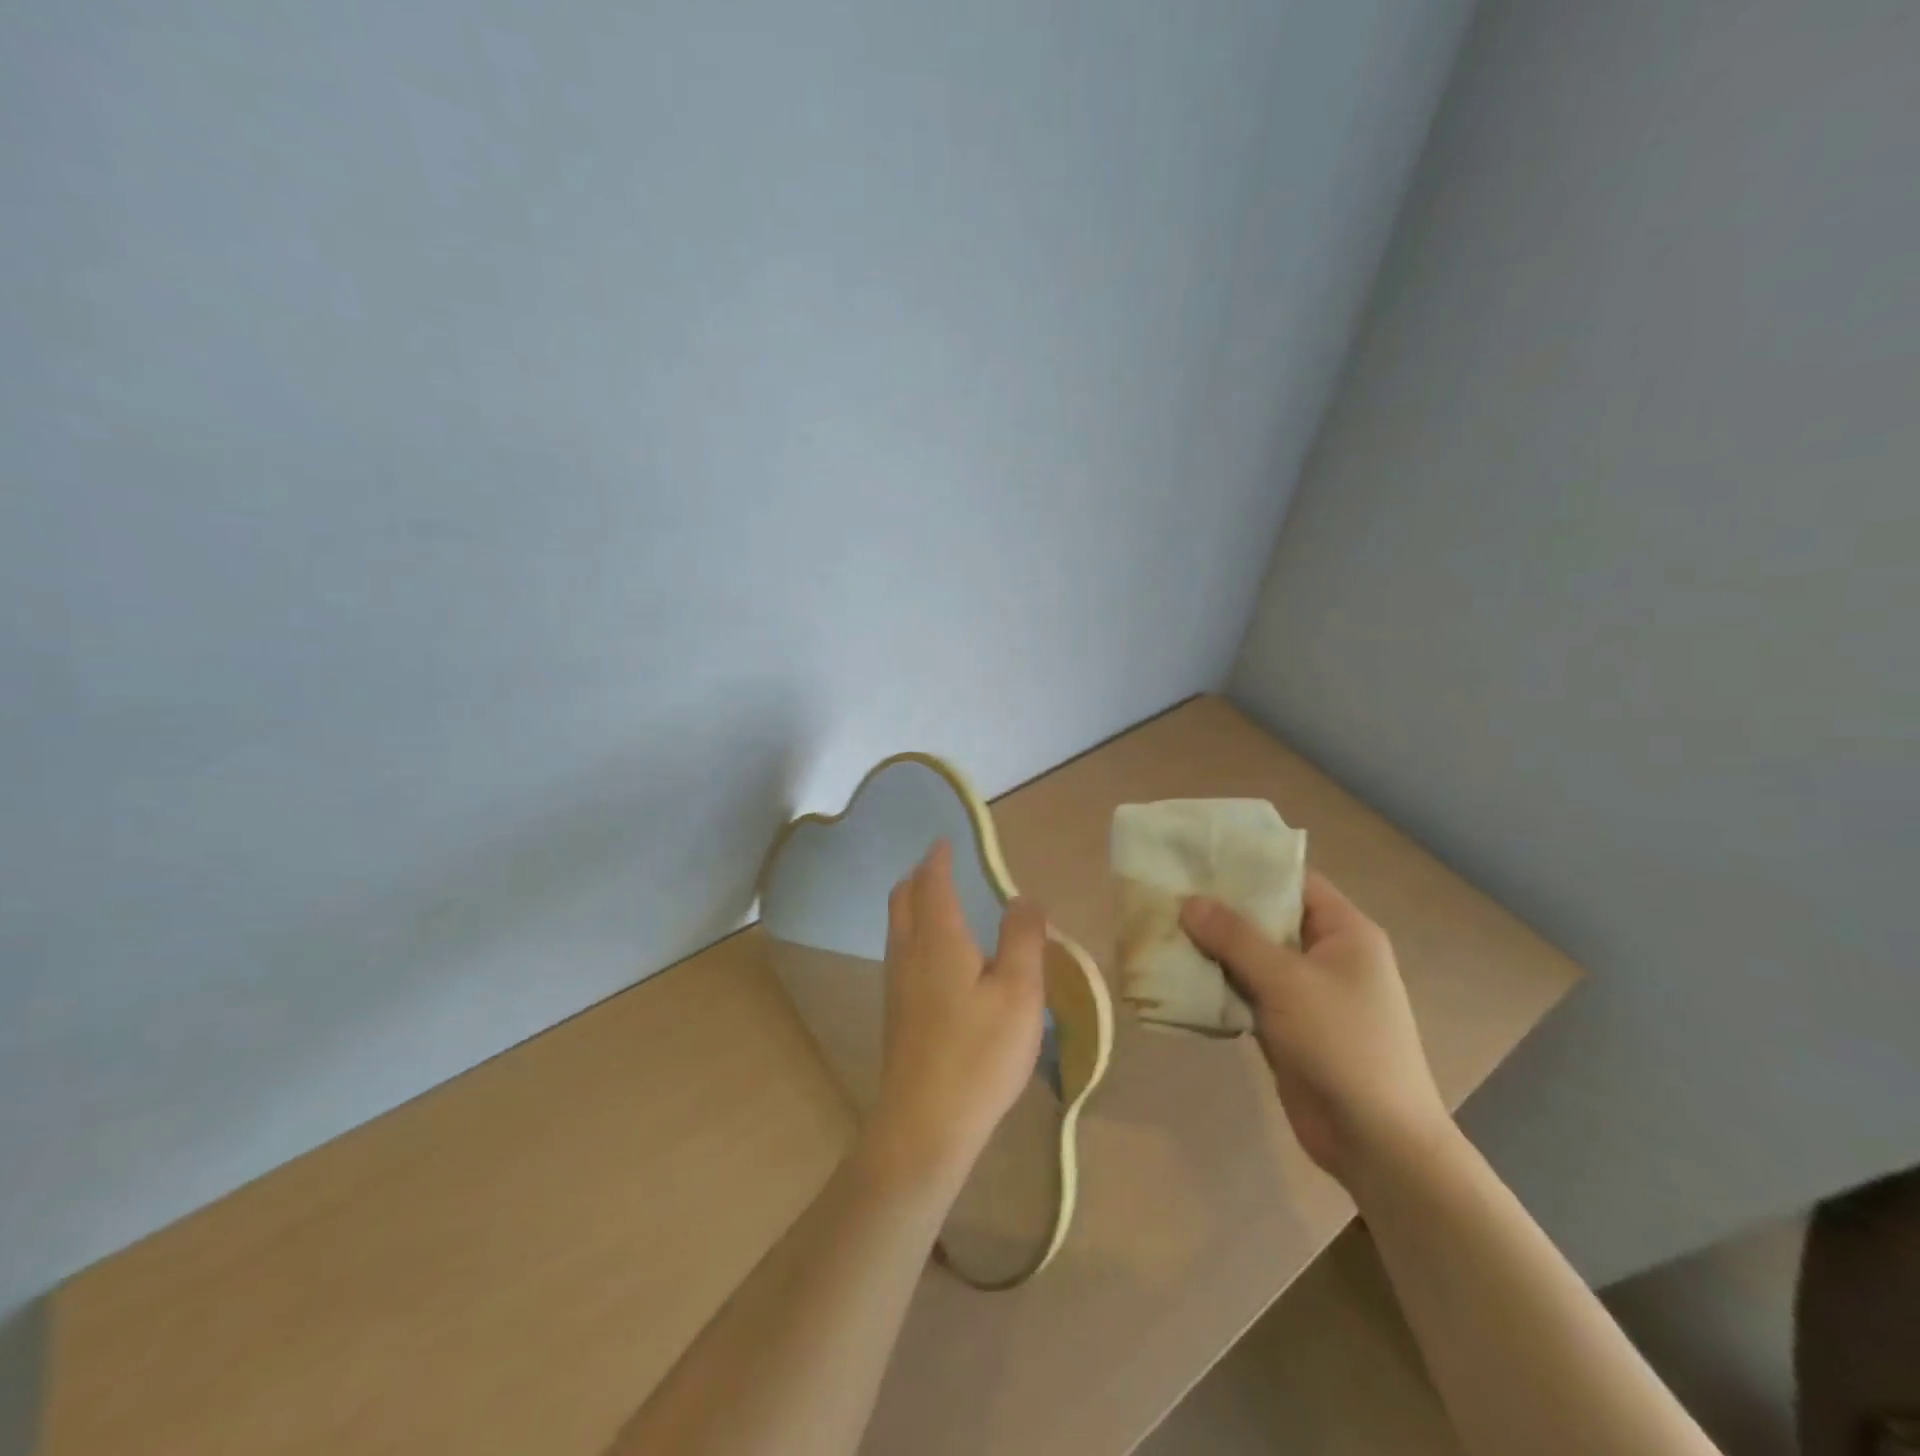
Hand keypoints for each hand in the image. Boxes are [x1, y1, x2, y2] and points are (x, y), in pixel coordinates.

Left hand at [861, 841, 1047, 1195]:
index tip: (945, 842)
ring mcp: (896, 984)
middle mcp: (909, 953)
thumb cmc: (979, 1054)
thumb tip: (1022, 897)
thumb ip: (1023, 939)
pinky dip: (914, 932)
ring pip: (898, 927)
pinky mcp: (896, 1013)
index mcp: (939, 939)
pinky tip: (936, 956)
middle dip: (918, 877)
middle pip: (903, 899)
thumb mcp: (1020, 993)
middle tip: (939, 867)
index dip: (938, 859)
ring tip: (938, 903)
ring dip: (913, 904)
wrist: (924, 1124)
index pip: (932, 883)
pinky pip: (900, 952)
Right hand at [1180, 870, 1449, 1187]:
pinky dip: (1216, 983)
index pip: (1292, 881)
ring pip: (1251, 956)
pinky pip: (1245, 990)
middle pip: (1266, 917)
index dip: (1248, 866)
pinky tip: (1176, 973)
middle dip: (1219, 908)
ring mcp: (1305, 992)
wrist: (1376, 1141)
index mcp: (1344, 932)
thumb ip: (1235, 938)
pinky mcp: (1286, 1024)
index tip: (1198, 857)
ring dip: (1212, 948)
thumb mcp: (1287, 982)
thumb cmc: (1343, 1045)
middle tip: (1167, 892)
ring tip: (1161, 927)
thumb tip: (1189, 901)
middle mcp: (1325, 954)